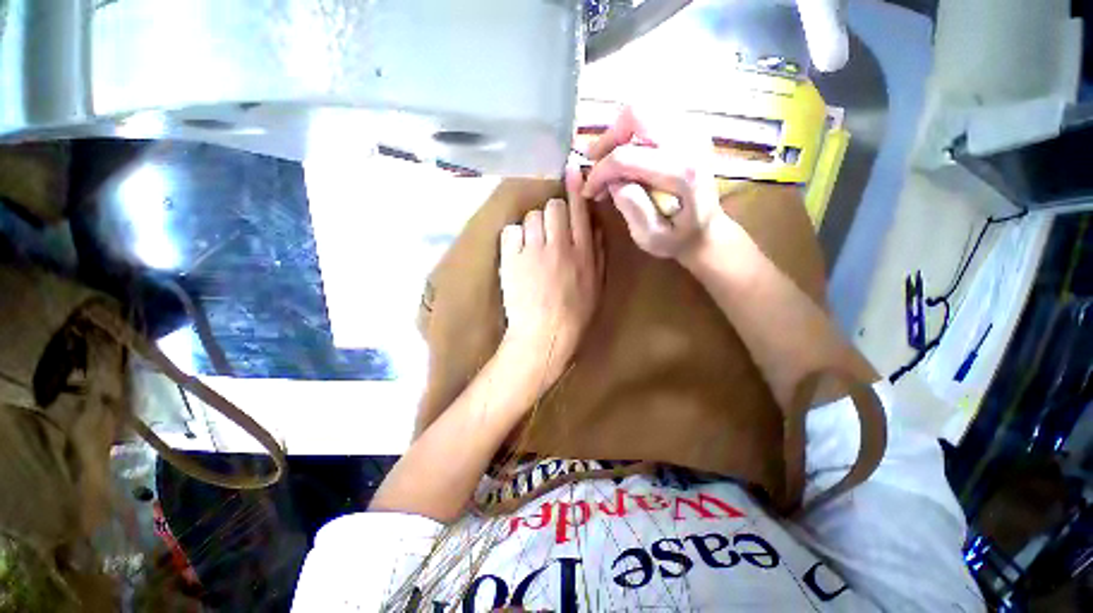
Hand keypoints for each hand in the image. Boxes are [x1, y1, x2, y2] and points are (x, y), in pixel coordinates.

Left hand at [499, 167, 603, 382]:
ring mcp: (532, 250)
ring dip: (532, 226)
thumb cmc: (574, 314)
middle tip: (549, 229)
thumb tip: (592, 225)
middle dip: (551, 212)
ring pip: (530, 216)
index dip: (575, 188)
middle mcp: (559, 245)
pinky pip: (510, 230)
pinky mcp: (511, 258)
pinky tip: (518, 252)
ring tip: (532, 244)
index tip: (571, 170)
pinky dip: (514, 237)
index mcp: (582, 252)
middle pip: (553, 206)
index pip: (579, 210)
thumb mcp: (596, 286)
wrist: (543, 335)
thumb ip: (597, 253)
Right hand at [582, 107, 729, 259]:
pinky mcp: (690, 130)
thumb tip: (612, 182)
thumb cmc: (677, 239)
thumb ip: (631, 208)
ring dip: (619, 134)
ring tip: (609, 160)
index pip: (626, 157)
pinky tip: (628, 155)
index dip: (599, 172)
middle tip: (595, 162)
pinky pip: (653, 117)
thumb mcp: (650, 237)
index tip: (589, 190)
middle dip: (608, 138)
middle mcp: (690, 142)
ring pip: (644, 111)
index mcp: (682, 173)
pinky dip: (633, 133)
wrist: (707, 231)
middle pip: (636, 115)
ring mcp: (693, 131)